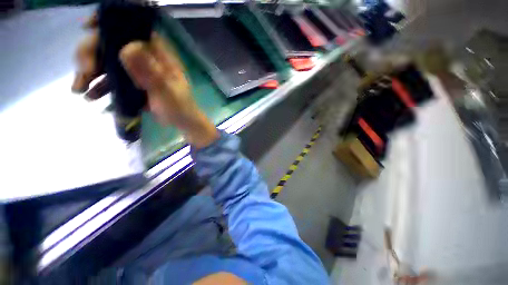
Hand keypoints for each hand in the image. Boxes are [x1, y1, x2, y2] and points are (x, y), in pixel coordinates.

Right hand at [73, 14, 218, 147]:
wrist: (182, 121)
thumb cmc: (180, 106)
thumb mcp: (167, 90)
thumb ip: (151, 73)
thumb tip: (127, 48)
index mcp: (158, 54)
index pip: (132, 27)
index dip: (108, 23)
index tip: (87, 27)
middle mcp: (145, 57)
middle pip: (111, 43)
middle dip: (91, 55)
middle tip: (84, 72)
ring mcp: (137, 70)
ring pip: (107, 61)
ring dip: (89, 72)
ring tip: (79, 89)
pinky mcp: (132, 83)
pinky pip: (110, 79)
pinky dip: (99, 86)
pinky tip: (91, 96)